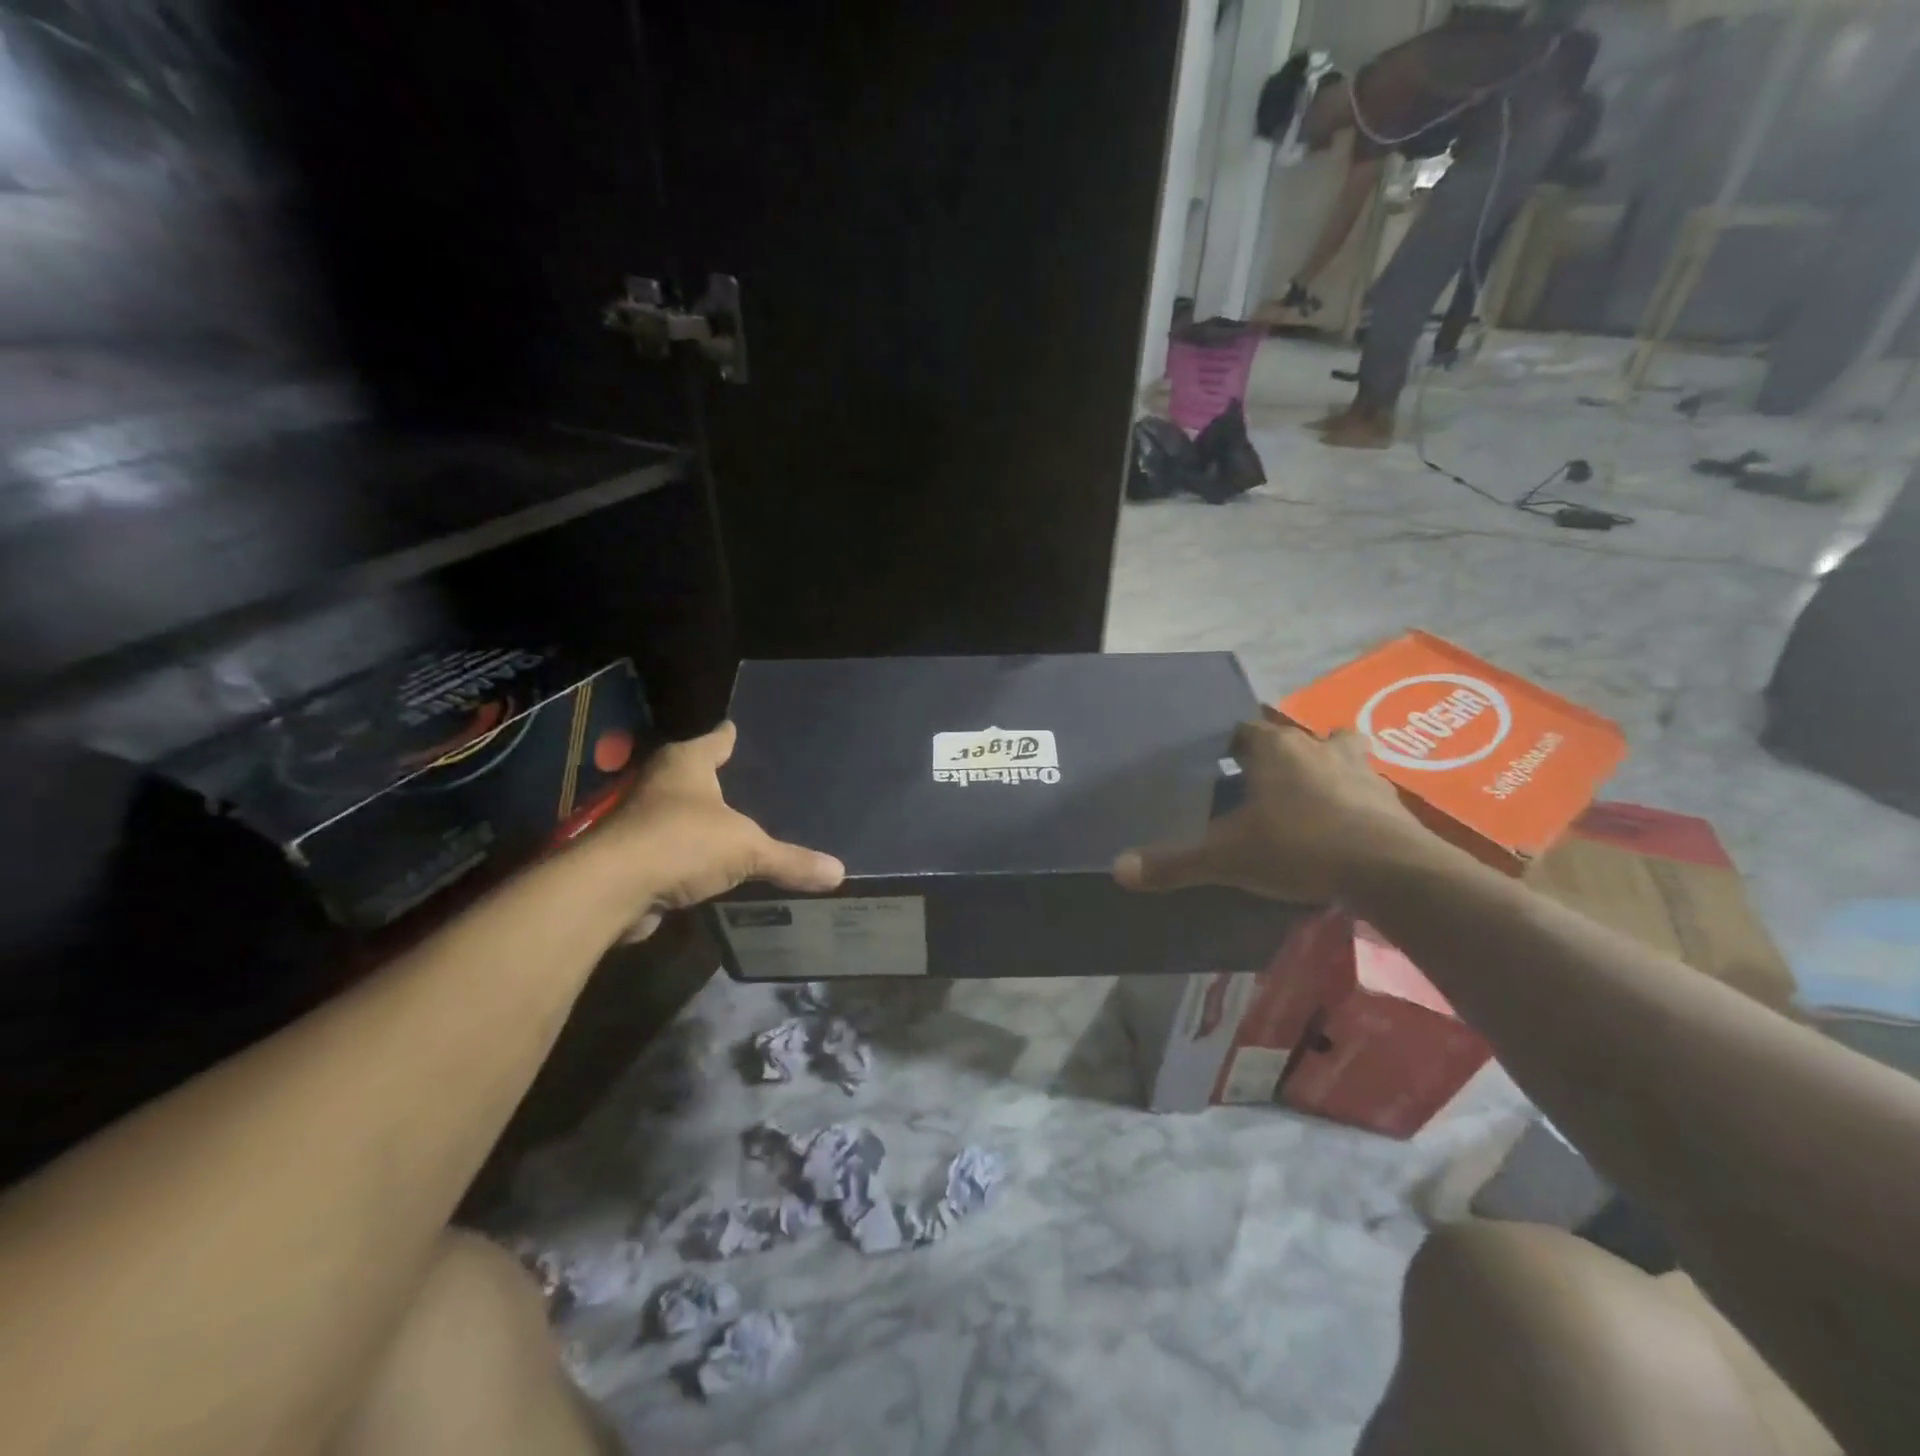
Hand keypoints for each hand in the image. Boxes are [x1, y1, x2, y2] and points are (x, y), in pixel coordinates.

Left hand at [596, 722, 843, 939]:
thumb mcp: (747, 849)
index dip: (730, 737)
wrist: (611, 888)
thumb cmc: (682, 842)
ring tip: (735, 825)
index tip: (739, 731)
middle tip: (751, 782)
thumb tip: (839, 872)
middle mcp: (659, 782)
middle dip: (717, 779)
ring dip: (699, 819)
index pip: (716, 740)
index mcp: (686, 763)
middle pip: (693, 773)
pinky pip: (670, 848)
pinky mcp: (630, 855)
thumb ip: (791, 860)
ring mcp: (639, 819)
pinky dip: (688, 854)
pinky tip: (711, 866)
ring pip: (678, 811)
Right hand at [1113, 721, 1432, 903]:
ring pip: (1341, 754)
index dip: (1227, 747)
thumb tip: (1117, 869)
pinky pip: (1366, 791)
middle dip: (1281, 754)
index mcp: (1274, 749)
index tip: (1216, 767)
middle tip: (1263, 785)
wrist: (1388, 870)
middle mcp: (1317, 748)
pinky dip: (1354, 803)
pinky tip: (1345, 830)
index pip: (1242, 731)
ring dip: (1326, 769)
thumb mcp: (1225, 858)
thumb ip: (1173, 863)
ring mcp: (1361, 771)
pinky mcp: (1391, 801)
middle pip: (1295, 738)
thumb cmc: (1297, 846)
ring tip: (1310, 801)